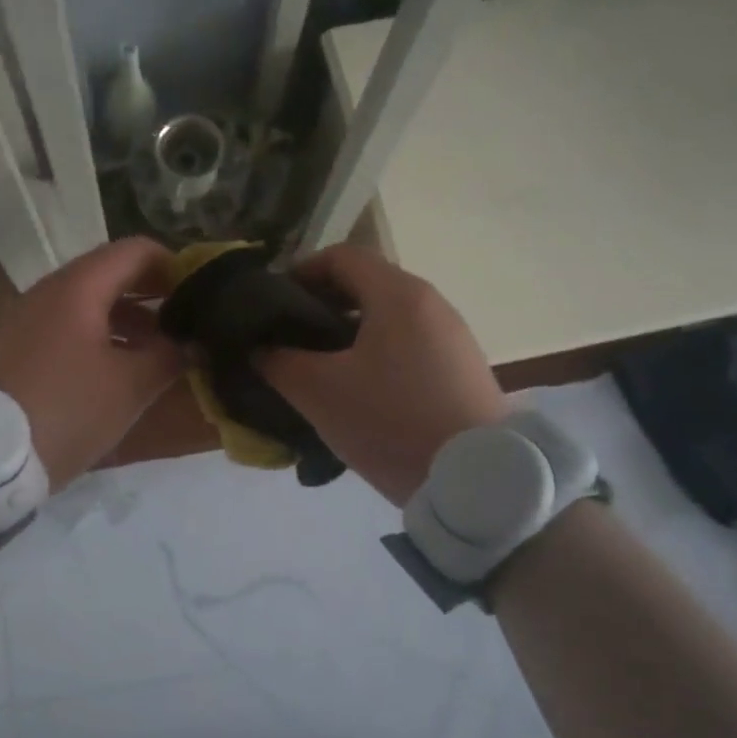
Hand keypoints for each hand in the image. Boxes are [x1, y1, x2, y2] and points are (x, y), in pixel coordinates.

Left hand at [0, 237, 185, 488]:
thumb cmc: (67, 409)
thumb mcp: (131, 386)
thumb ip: (169, 355)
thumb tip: (192, 342)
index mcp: (79, 287)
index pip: (137, 251)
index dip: (175, 266)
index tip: (202, 297)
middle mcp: (51, 291)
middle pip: (113, 274)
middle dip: (154, 295)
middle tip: (187, 324)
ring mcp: (31, 318)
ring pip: (91, 303)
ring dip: (130, 320)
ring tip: (161, 351)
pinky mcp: (21, 347)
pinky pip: (71, 327)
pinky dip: (103, 336)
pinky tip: (122, 369)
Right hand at [259, 245, 507, 505]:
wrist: (477, 481)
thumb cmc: (391, 422)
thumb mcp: (319, 392)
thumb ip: (278, 361)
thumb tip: (260, 347)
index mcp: (398, 295)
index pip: (341, 256)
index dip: (300, 272)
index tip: (275, 306)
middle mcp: (431, 303)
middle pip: (366, 285)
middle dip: (321, 306)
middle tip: (290, 341)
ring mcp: (453, 336)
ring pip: (388, 318)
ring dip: (348, 334)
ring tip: (321, 370)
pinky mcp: (463, 369)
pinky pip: (409, 345)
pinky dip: (377, 354)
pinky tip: (362, 393)